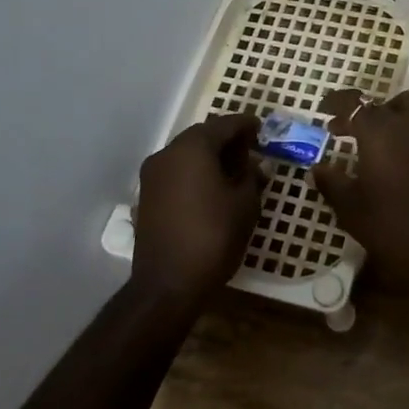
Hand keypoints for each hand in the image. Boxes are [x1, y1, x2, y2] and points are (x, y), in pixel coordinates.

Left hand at [132, 113, 267, 308]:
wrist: (168, 284)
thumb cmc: (214, 236)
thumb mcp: (245, 204)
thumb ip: (252, 177)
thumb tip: (255, 164)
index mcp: (193, 148)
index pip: (224, 124)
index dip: (246, 125)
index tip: (262, 129)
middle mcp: (167, 154)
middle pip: (202, 136)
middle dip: (227, 141)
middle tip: (251, 151)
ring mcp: (152, 176)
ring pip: (187, 155)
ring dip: (210, 157)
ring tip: (234, 172)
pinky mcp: (146, 197)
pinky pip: (176, 174)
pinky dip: (194, 174)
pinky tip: (211, 190)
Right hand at [311, 90, 408, 288]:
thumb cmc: (387, 225)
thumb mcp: (349, 206)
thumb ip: (331, 181)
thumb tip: (317, 167)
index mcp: (377, 131)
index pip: (353, 103)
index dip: (337, 104)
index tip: (326, 113)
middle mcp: (407, 122)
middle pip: (384, 104)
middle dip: (367, 114)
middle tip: (354, 133)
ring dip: (399, 114)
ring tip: (391, 133)